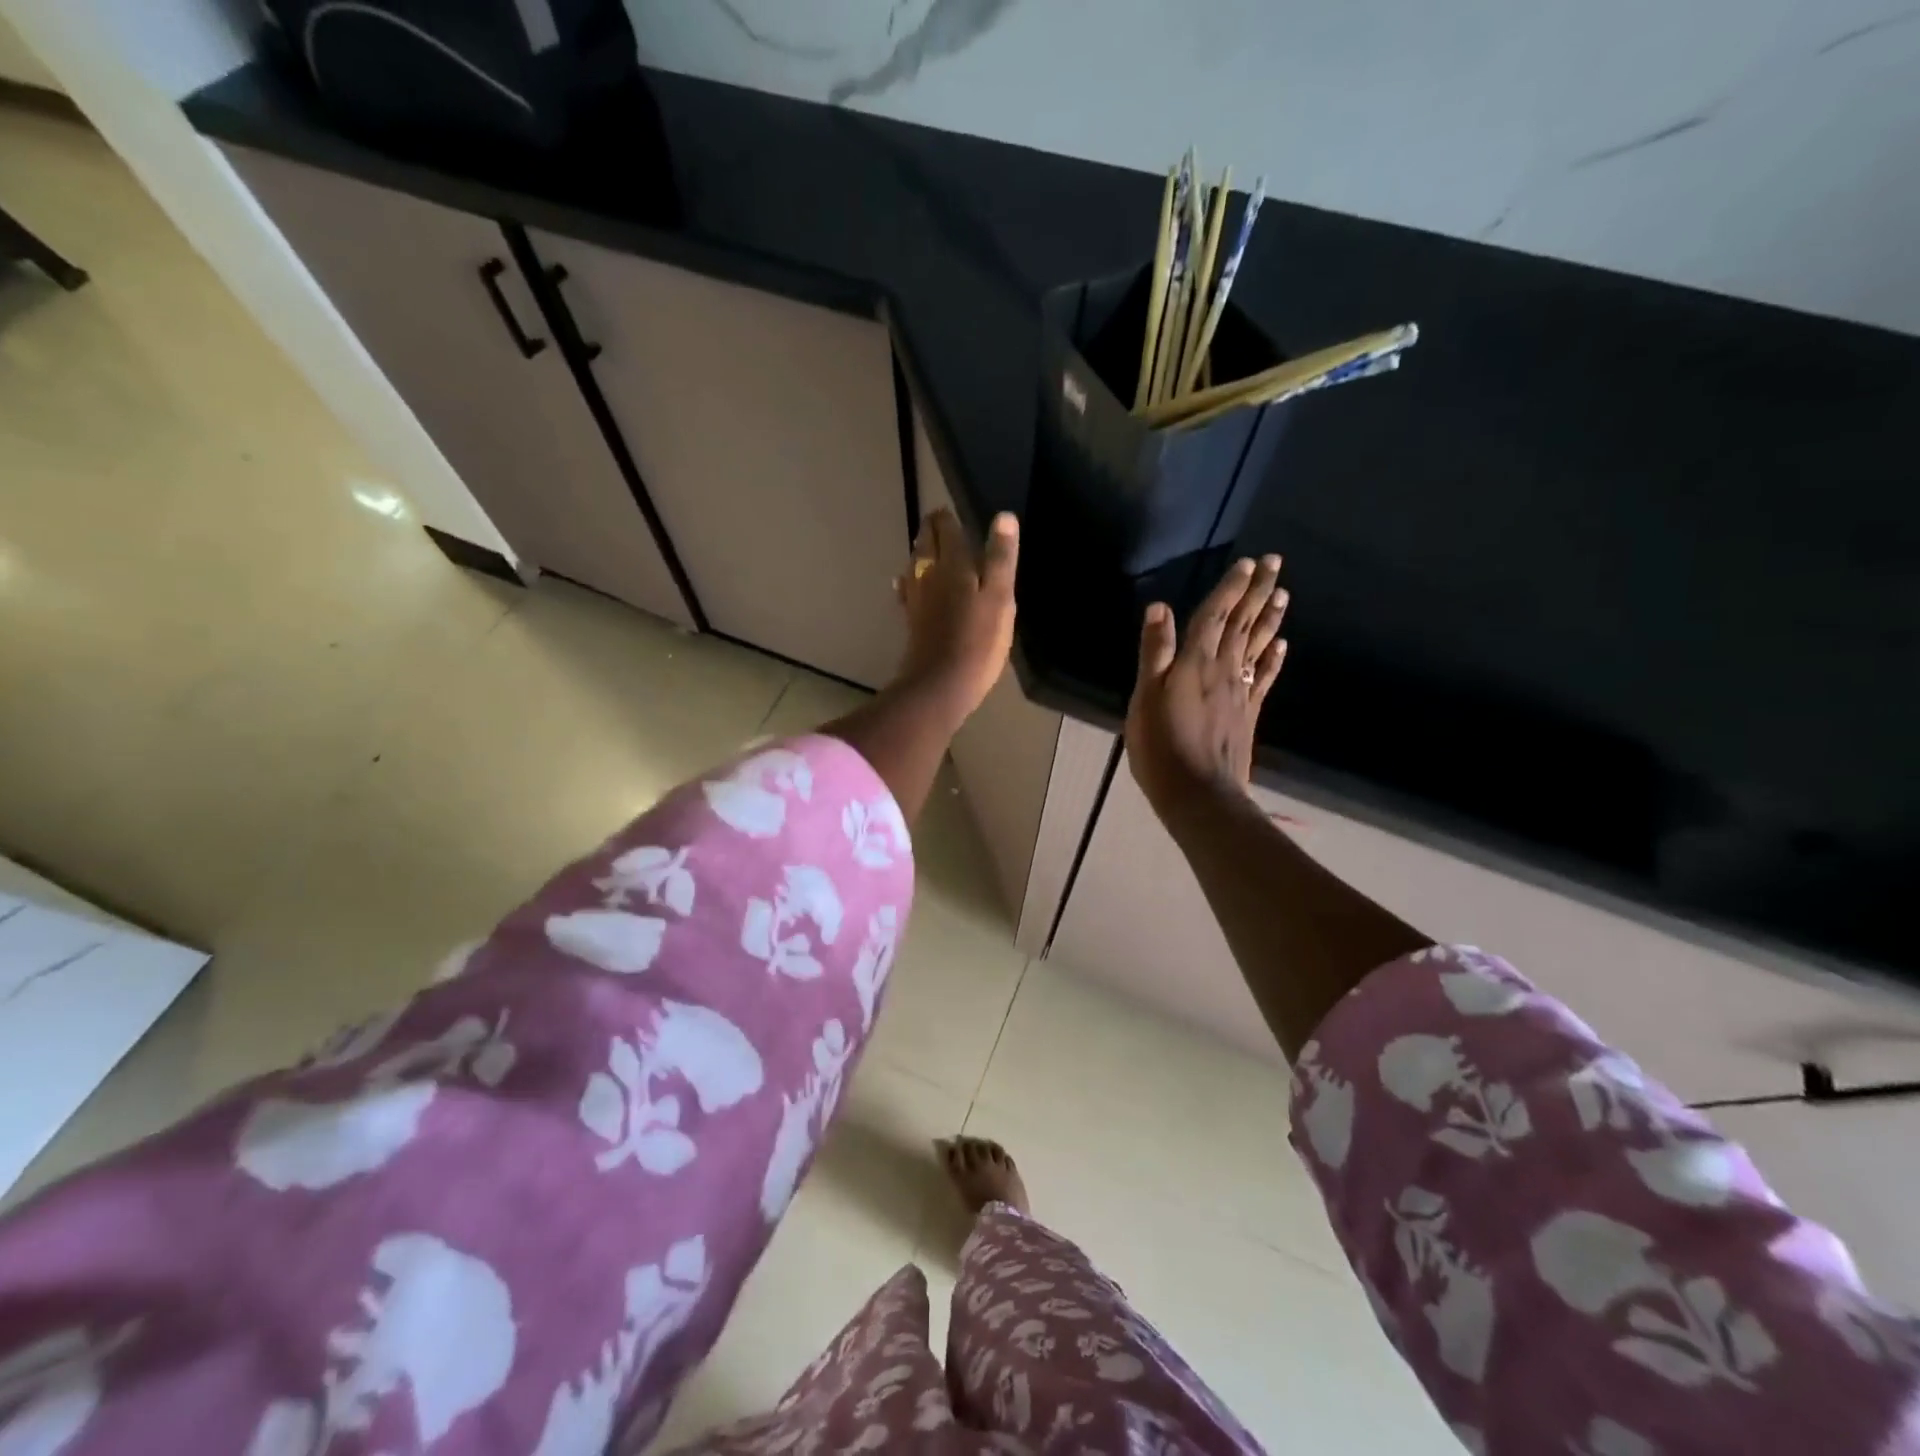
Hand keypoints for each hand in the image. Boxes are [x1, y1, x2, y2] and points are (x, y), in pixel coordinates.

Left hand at [894, 507, 1018, 725]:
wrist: (940, 684)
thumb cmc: (978, 641)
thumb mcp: (1000, 598)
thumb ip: (1000, 558)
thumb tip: (1004, 518)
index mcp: (952, 564)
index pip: (945, 528)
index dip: (947, 517)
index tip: (951, 511)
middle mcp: (928, 574)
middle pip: (925, 542)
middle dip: (932, 529)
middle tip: (941, 523)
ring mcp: (916, 597)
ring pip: (914, 563)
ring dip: (921, 551)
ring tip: (928, 546)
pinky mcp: (911, 619)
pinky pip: (908, 588)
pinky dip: (910, 579)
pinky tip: (907, 582)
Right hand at [1125, 555, 1287, 821]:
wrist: (1199, 793)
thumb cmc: (1161, 746)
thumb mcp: (1146, 698)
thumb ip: (1155, 653)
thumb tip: (1160, 608)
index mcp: (1196, 662)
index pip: (1215, 616)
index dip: (1231, 589)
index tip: (1249, 562)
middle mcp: (1223, 669)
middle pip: (1242, 624)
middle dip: (1257, 592)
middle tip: (1275, 563)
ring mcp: (1240, 692)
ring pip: (1257, 646)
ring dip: (1270, 618)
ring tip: (1283, 593)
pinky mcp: (1248, 713)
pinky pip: (1264, 678)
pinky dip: (1273, 659)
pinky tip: (1281, 645)